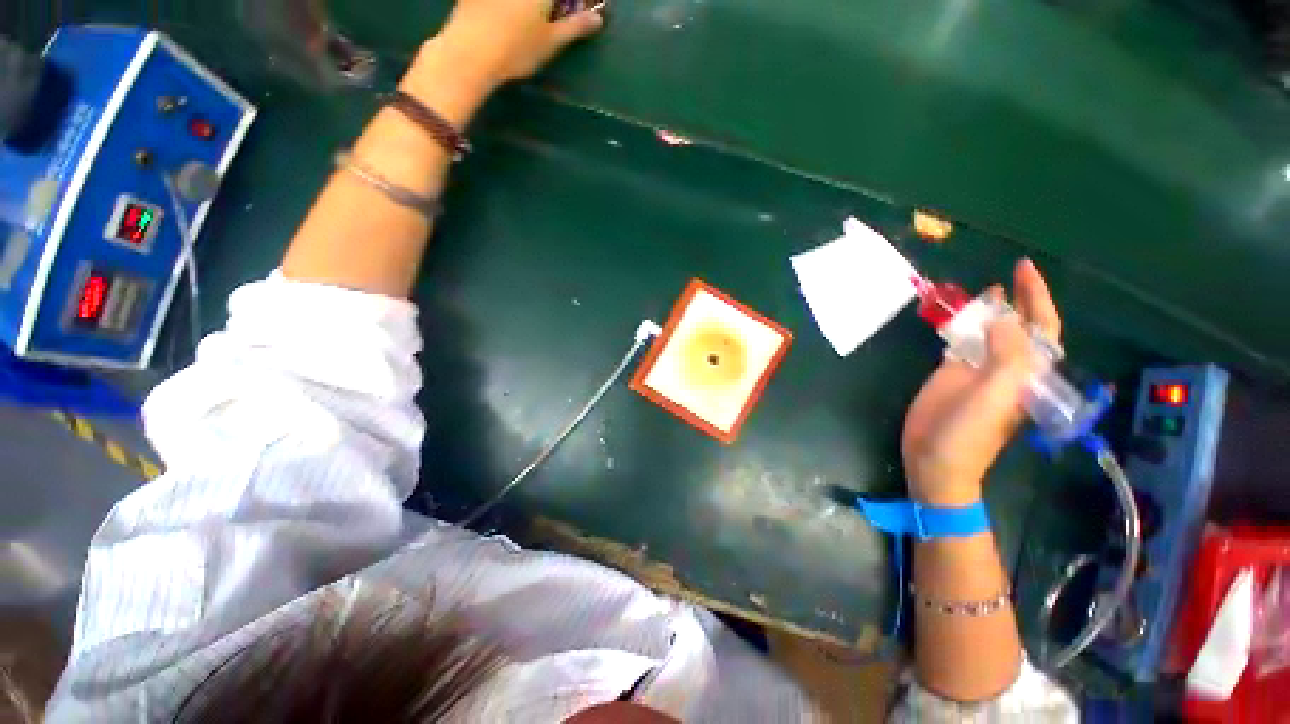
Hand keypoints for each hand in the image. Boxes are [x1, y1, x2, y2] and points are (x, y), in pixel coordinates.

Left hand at [428, 0, 603, 88]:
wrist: (470, 52)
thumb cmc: (517, 49)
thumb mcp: (552, 41)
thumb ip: (576, 26)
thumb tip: (598, 19)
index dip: (575, 3)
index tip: (579, 10)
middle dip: (556, 5)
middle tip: (557, 16)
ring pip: (524, 2)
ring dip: (535, 9)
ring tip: (535, 22)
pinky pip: (503, 3)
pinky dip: (510, 9)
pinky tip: (508, 17)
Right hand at [901, 259, 1061, 505]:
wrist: (935, 458)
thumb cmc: (969, 435)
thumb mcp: (993, 397)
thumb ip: (1006, 358)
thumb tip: (1005, 318)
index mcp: (1026, 372)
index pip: (1041, 328)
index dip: (1037, 298)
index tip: (1023, 270)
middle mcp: (1006, 366)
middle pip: (1017, 326)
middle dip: (1017, 299)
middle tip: (1006, 272)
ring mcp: (976, 369)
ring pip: (987, 331)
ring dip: (984, 310)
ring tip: (978, 289)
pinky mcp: (951, 373)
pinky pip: (960, 342)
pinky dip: (957, 326)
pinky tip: (952, 315)